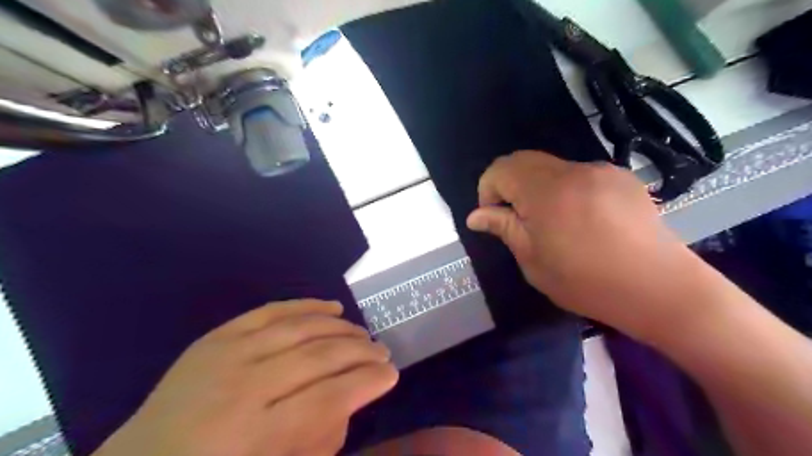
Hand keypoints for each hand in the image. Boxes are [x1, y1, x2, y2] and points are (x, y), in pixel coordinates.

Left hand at [93, 300, 398, 455]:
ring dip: (341, 329)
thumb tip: (349, 400)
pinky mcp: (218, 336)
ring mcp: (228, 355)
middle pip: (318, 358)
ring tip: (363, 335)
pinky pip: (273, 311)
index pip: (328, 399)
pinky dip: (307, 306)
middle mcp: (243, 388)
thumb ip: (318, 443)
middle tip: (383, 353)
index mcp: (254, 436)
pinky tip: (333, 308)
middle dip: (360, 353)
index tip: (391, 375)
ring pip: (301, 329)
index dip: (366, 383)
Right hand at [466, 154, 694, 334]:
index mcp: (546, 191)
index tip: (495, 218)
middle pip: (524, 161)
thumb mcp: (533, 261)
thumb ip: (504, 229)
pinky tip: (583, 220)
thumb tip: (476, 216)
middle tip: (518, 220)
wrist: (659, 288)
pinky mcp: (621, 177)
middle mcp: (572, 170)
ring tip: (553, 223)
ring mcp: (600, 170)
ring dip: (538, 188)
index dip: (488, 190)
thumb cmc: (587, 281)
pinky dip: (566, 190)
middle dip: (510, 186)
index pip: (500, 169)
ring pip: (552, 167)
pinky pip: (579, 175)